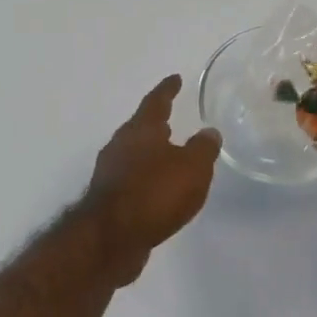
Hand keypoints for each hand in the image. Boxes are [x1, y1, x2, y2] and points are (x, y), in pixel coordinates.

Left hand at [84, 76, 221, 272]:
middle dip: (155, 124)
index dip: (167, 90)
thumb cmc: (155, 193)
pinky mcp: (107, 199)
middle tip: (170, 119)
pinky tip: (157, 190)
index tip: (175, 79)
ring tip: (168, 157)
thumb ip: (203, 148)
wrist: (111, 238)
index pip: (155, 101)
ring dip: (149, 153)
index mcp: (140, 130)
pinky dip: (145, 179)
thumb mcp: (192, 168)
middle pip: (139, 128)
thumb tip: (208, 132)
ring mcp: (110, 173)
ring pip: (133, 155)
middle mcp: (120, 145)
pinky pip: (131, 180)